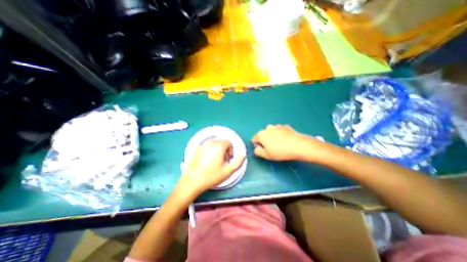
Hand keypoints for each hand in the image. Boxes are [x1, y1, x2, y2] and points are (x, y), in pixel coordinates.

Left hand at [177, 140, 244, 195]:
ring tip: (215, 161)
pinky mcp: (196, 149)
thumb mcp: (228, 171)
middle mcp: (210, 143)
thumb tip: (243, 155)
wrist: (192, 181)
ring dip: (217, 149)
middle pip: (221, 142)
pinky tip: (207, 160)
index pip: (228, 142)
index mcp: (218, 146)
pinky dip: (210, 150)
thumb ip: (238, 162)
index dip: (230, 150)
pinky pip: (206, 146)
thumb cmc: (211, 176)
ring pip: (214, 144)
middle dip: (224, 149)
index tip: (228, 159)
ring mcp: (202, 145)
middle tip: (222, 160)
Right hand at [252, 123, 321, 159]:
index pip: (254, 139)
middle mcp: (267, 128)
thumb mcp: (266, 155)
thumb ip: (257, 151)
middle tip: (272, 148)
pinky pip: (279, 131)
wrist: (298, 145)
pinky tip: (286, 140)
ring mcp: (277, 126)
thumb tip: (256, 148)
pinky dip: (280, 134)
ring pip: (271, 132)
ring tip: (280, 144)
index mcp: (261, 134)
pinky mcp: (285, 126)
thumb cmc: (280, 151)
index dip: (257, 145)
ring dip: (272, 136)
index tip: (263, 150)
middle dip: (265, 140)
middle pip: (263, 135)